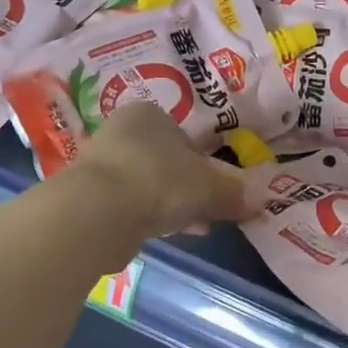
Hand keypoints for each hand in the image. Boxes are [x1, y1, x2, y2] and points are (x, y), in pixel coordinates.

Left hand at [63, 102, 246, 238]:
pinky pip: (131, 204)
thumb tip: (258, 199)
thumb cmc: (160, 181)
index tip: (217, 189)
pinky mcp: (89, 195)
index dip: (205, 164)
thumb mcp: (209, 187)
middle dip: (189, 187)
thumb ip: (233, 193)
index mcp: (150, 114)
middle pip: (166, 161)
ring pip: (149, 184)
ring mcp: (101, 163)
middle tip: (209, 210)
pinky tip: (166, 233)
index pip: (185, 136)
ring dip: (171, 204)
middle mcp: (121, 131)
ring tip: (193, 227)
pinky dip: (150, 216)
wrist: (98, 212)